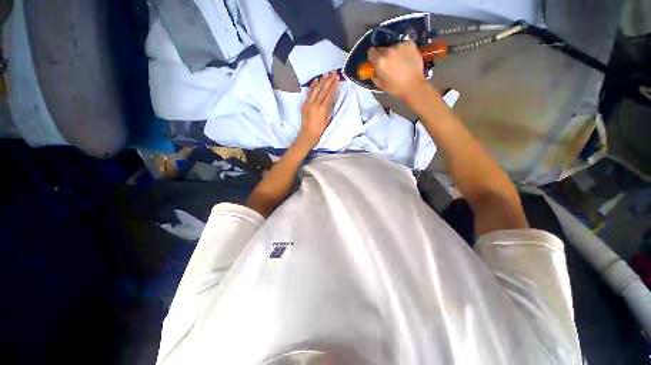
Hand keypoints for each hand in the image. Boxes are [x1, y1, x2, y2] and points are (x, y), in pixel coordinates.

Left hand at [297, 71, 339, 148]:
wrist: (308, 134)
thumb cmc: (320, 129)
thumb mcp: (328, 119)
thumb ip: (329, 107)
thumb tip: (331, 98)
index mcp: (323, 108)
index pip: (329, 93)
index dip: (333, 85)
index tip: (337, 78)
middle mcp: (315, 104)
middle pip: (323, 89)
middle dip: (329, 80)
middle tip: (333, 73)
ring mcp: (309, 103)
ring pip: (316, 89)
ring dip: (321, 80)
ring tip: (326, 74)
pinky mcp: (304, 104)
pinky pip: (309, 92)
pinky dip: (312, 86)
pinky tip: (316, 80)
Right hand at [368, 41, 426, 98]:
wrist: (413, 86)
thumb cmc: (395, 88)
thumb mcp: (380, 84)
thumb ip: (374, 75)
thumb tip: (372, 70)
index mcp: (380, 61)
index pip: (371, 51)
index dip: (372, 57)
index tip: (375, 61)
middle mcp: (388, 50)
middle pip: (382, 48)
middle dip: (382, 55)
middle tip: (387, 63)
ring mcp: (400, 46)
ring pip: (393, 47)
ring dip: (393, 53)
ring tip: (398, 62)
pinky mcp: (410, 44)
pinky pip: (403, 45)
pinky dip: (403, 50)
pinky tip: (406, 58)